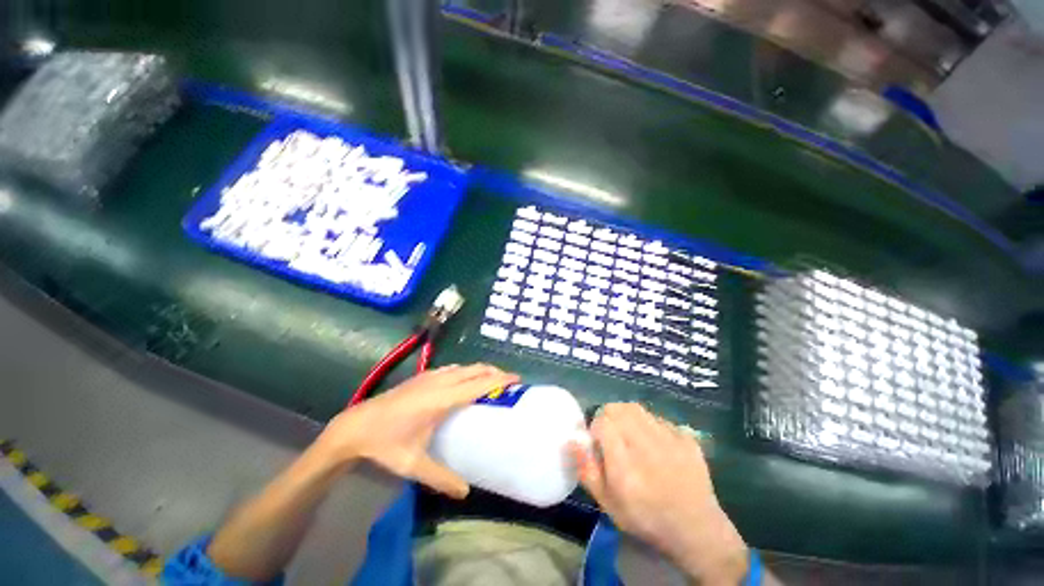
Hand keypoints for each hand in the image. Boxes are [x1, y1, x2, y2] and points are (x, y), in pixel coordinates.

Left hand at [314, 363, 518, 498]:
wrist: (355, 426)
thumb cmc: (385, 444)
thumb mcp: (413, 464)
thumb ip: (440, 478)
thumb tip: (465, 492)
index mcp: (441, 399)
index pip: (478, 384)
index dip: (499, 380)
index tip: (517, 378)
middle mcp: (439, 382)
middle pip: (474, 370)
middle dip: (494, 371)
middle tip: (509, 380)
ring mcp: (429, 376)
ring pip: (463, 366)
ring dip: (479, 369)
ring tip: (491, 379)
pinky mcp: (422, 376)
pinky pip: (452, 368)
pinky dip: (466, 371)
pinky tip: (464, 381)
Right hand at [572, 403, 748, 585]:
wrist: (696, 530)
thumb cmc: (645, 518)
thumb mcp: (607, 503)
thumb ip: (587, 469)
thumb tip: (573, 438)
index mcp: (624, 463)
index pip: (602, 422)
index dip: (595, 428)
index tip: (598, 443)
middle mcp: (646, 444)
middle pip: (617, 408)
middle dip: (608, 418)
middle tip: (612, 436)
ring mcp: (669, 438)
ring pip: (636, 408)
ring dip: (627, 417)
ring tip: (630, 435)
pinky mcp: (685, 437)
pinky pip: (657, 418)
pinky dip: (649, 424)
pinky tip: (654, 443)